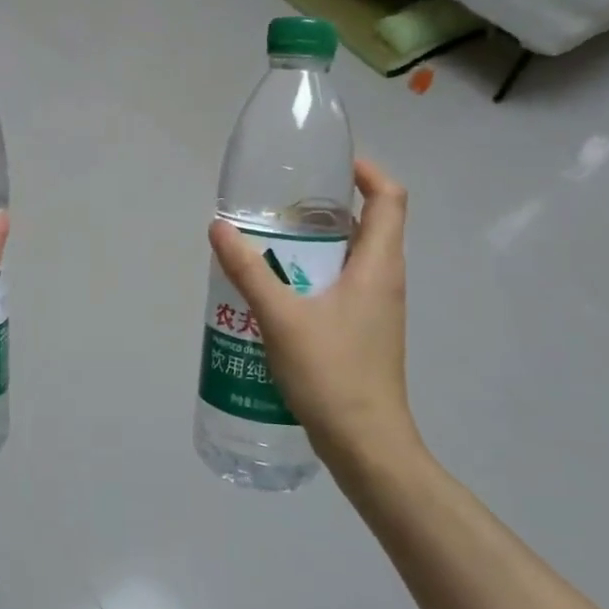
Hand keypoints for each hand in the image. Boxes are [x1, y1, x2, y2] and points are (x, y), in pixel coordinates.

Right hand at [209, 160, 422, 488]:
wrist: (366, 445)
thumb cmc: (332, 373)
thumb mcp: (281, 317)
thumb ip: (248, 270)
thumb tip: (218, 227)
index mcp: (378, 266)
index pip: (389, 198)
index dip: (366, 171)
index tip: (328, 163)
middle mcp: (385, 280)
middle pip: (368, 224)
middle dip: (325, 208)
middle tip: (278, 206)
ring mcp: (377, 309)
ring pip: (351, 258)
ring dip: (315, 245)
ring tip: (268, 244)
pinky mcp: (364, 332)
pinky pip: (341, 286)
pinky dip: (313, 275)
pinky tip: (275, 292)